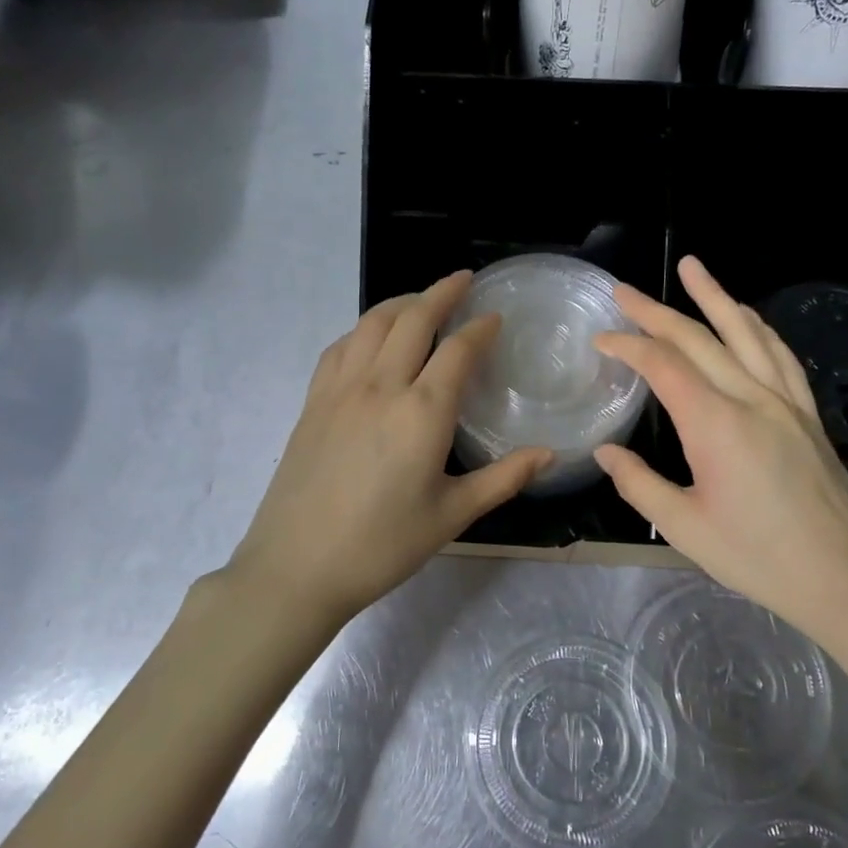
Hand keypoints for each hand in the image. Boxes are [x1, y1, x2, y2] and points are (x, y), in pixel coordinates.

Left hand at [228, 271, 551, 626]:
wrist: (297, 566)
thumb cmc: (382, 545)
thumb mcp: (452, 515)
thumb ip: (504, 478)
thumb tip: (549, 454)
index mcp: (422, 412)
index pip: (457, 350)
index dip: (480, 328)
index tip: (495, 316)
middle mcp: (381, 386)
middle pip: (412, 319)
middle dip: (441, 293)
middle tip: (463, 281)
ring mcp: (340, 390)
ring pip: (372, 324)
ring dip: (401, 303)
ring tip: (421, 301)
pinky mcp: (313, 402)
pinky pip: (341, 347)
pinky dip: (364, 329)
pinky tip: (372, 338)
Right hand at [593, 257, 847, 648]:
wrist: (846, 578)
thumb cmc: (758, 558)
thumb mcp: (685, 528)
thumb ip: (639, 484)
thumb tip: (605, 453)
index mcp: (715, 424)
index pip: (663, 365)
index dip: (628, 345)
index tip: (601, 338)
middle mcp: (752, 398)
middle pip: (699, 338)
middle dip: (657, 310)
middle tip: (624, 290)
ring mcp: (786, 402)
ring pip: (746, 333)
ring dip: (715, 296)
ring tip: (692, 268)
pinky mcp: (808, 414)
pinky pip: (779, 355)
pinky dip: (757, 327)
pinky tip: (747, 317)